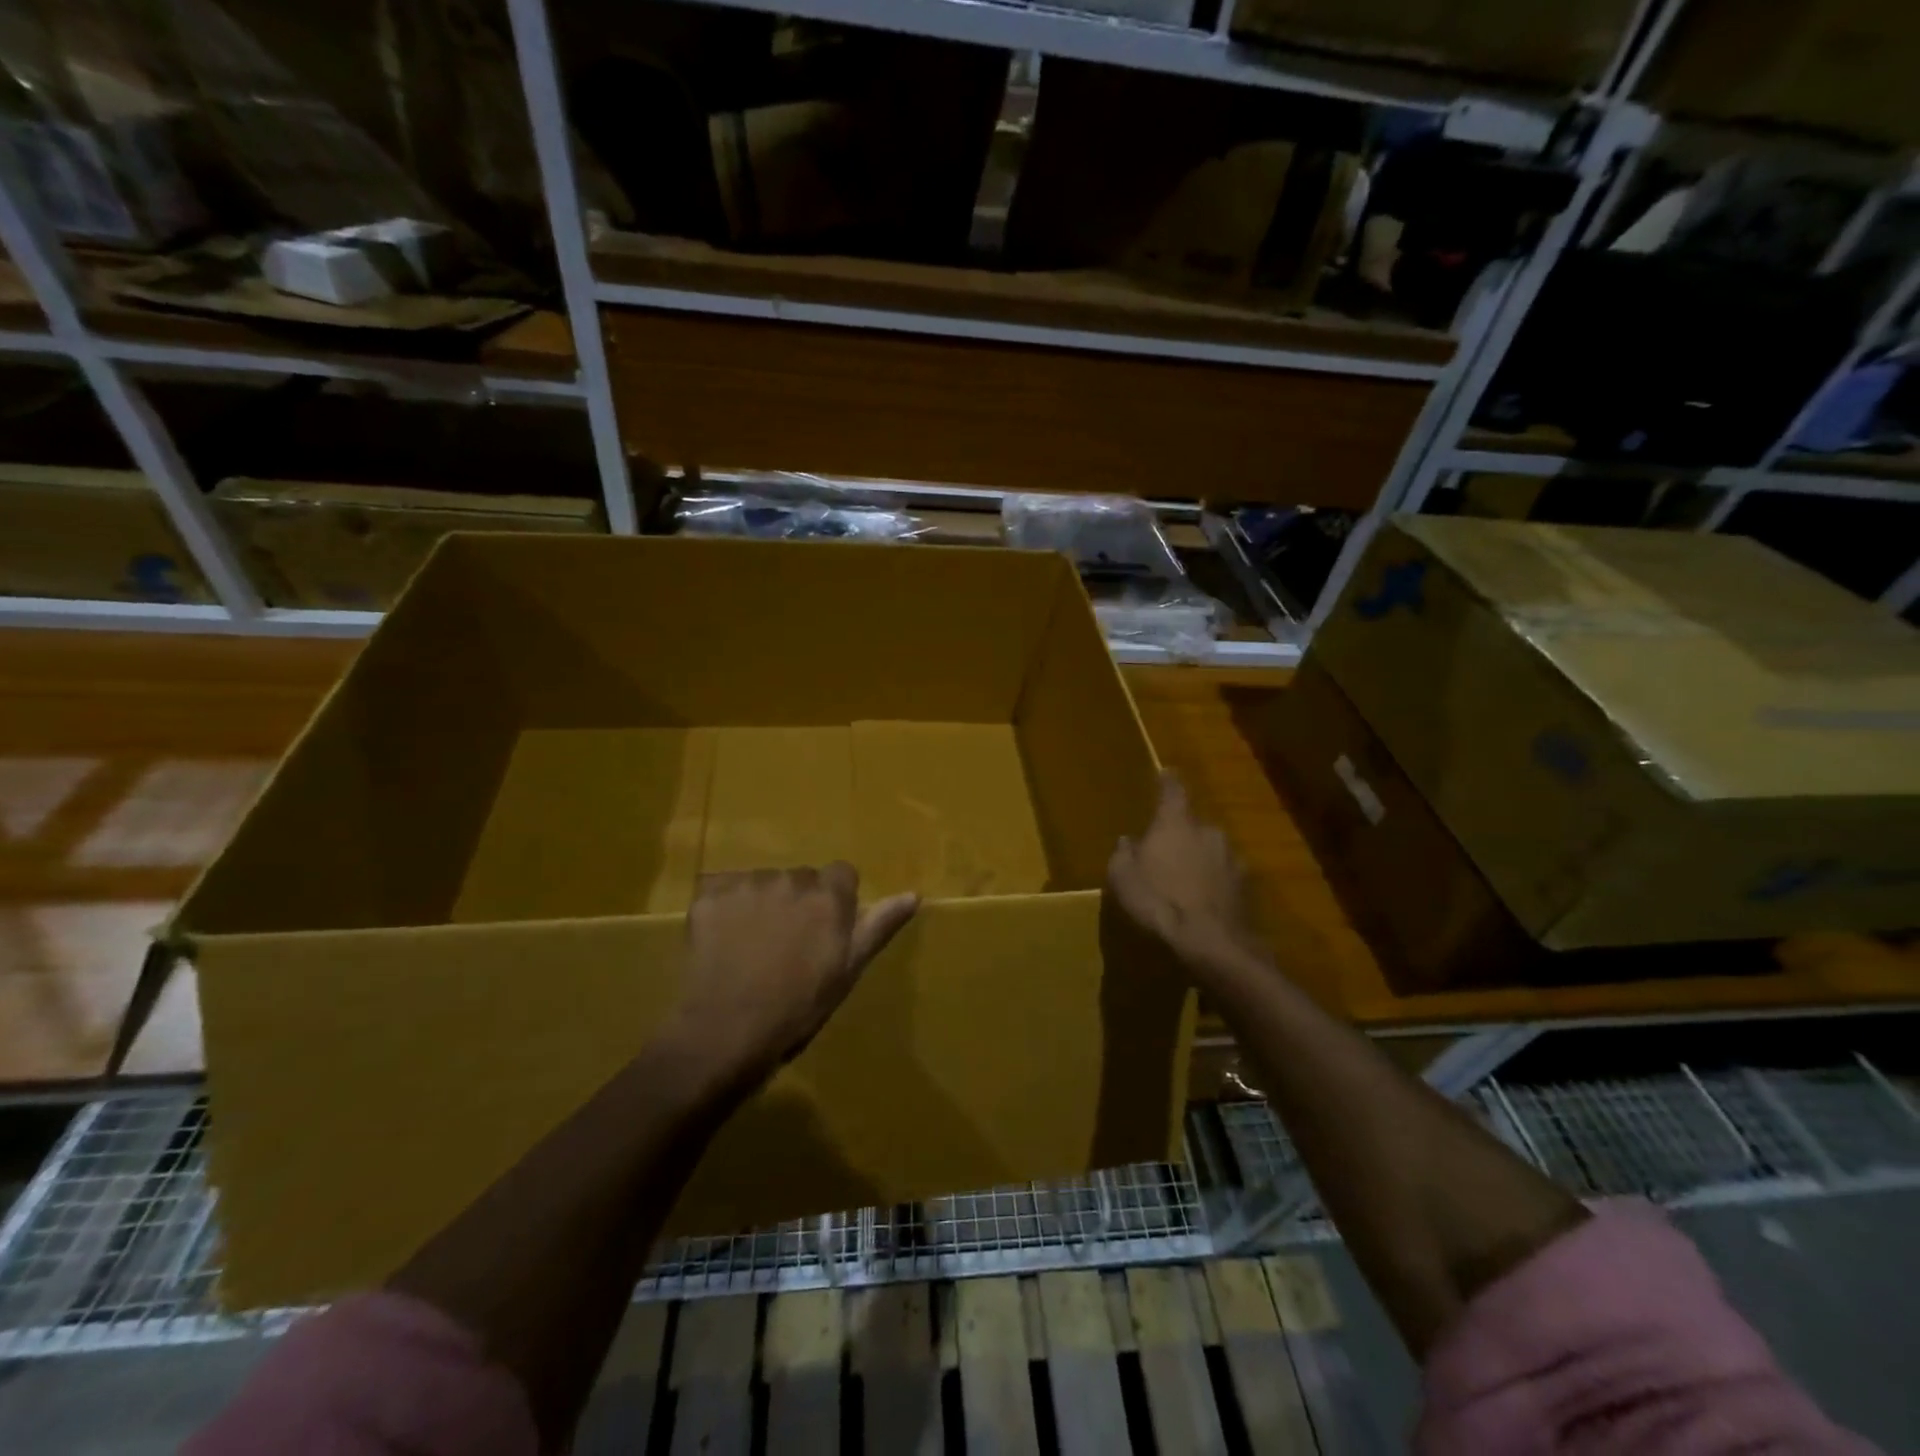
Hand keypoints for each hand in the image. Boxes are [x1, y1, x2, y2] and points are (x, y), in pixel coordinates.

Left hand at [671, 864, 918, 1082]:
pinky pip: (722, 889)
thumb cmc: (797, 1008)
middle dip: (797, 902)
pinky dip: (724, 908)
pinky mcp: (710, 894)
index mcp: (829, 896)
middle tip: (787, 944)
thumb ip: (879, 926)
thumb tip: (914, 894)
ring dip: (761, 903)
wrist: (726, 1032)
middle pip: (801, 878)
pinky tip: (722, 941)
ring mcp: (747, 884)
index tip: (824, 930)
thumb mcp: (848, 971)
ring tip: (751, 946)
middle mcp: (791, 879)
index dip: (835, 901)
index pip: (841, 874)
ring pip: (762, 882)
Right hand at [1107, 773, 1260, 975]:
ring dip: (1199, 861)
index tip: (1166, 772)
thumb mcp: (1123, 877)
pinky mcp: (1247, 888)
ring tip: (1184, 885)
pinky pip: (1224, 877)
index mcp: (1176, 823)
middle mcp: (1209, 831)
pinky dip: (1213, 885)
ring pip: (1211, 852)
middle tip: (1164, 855)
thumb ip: (1124, 854)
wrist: (1212, 944)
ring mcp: (1233, 859)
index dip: (1168, 781)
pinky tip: (1202, 904)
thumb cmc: (1159, 901)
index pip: (1173, 790)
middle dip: (1181, 836)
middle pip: (1193, 825)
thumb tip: (1129, 842)